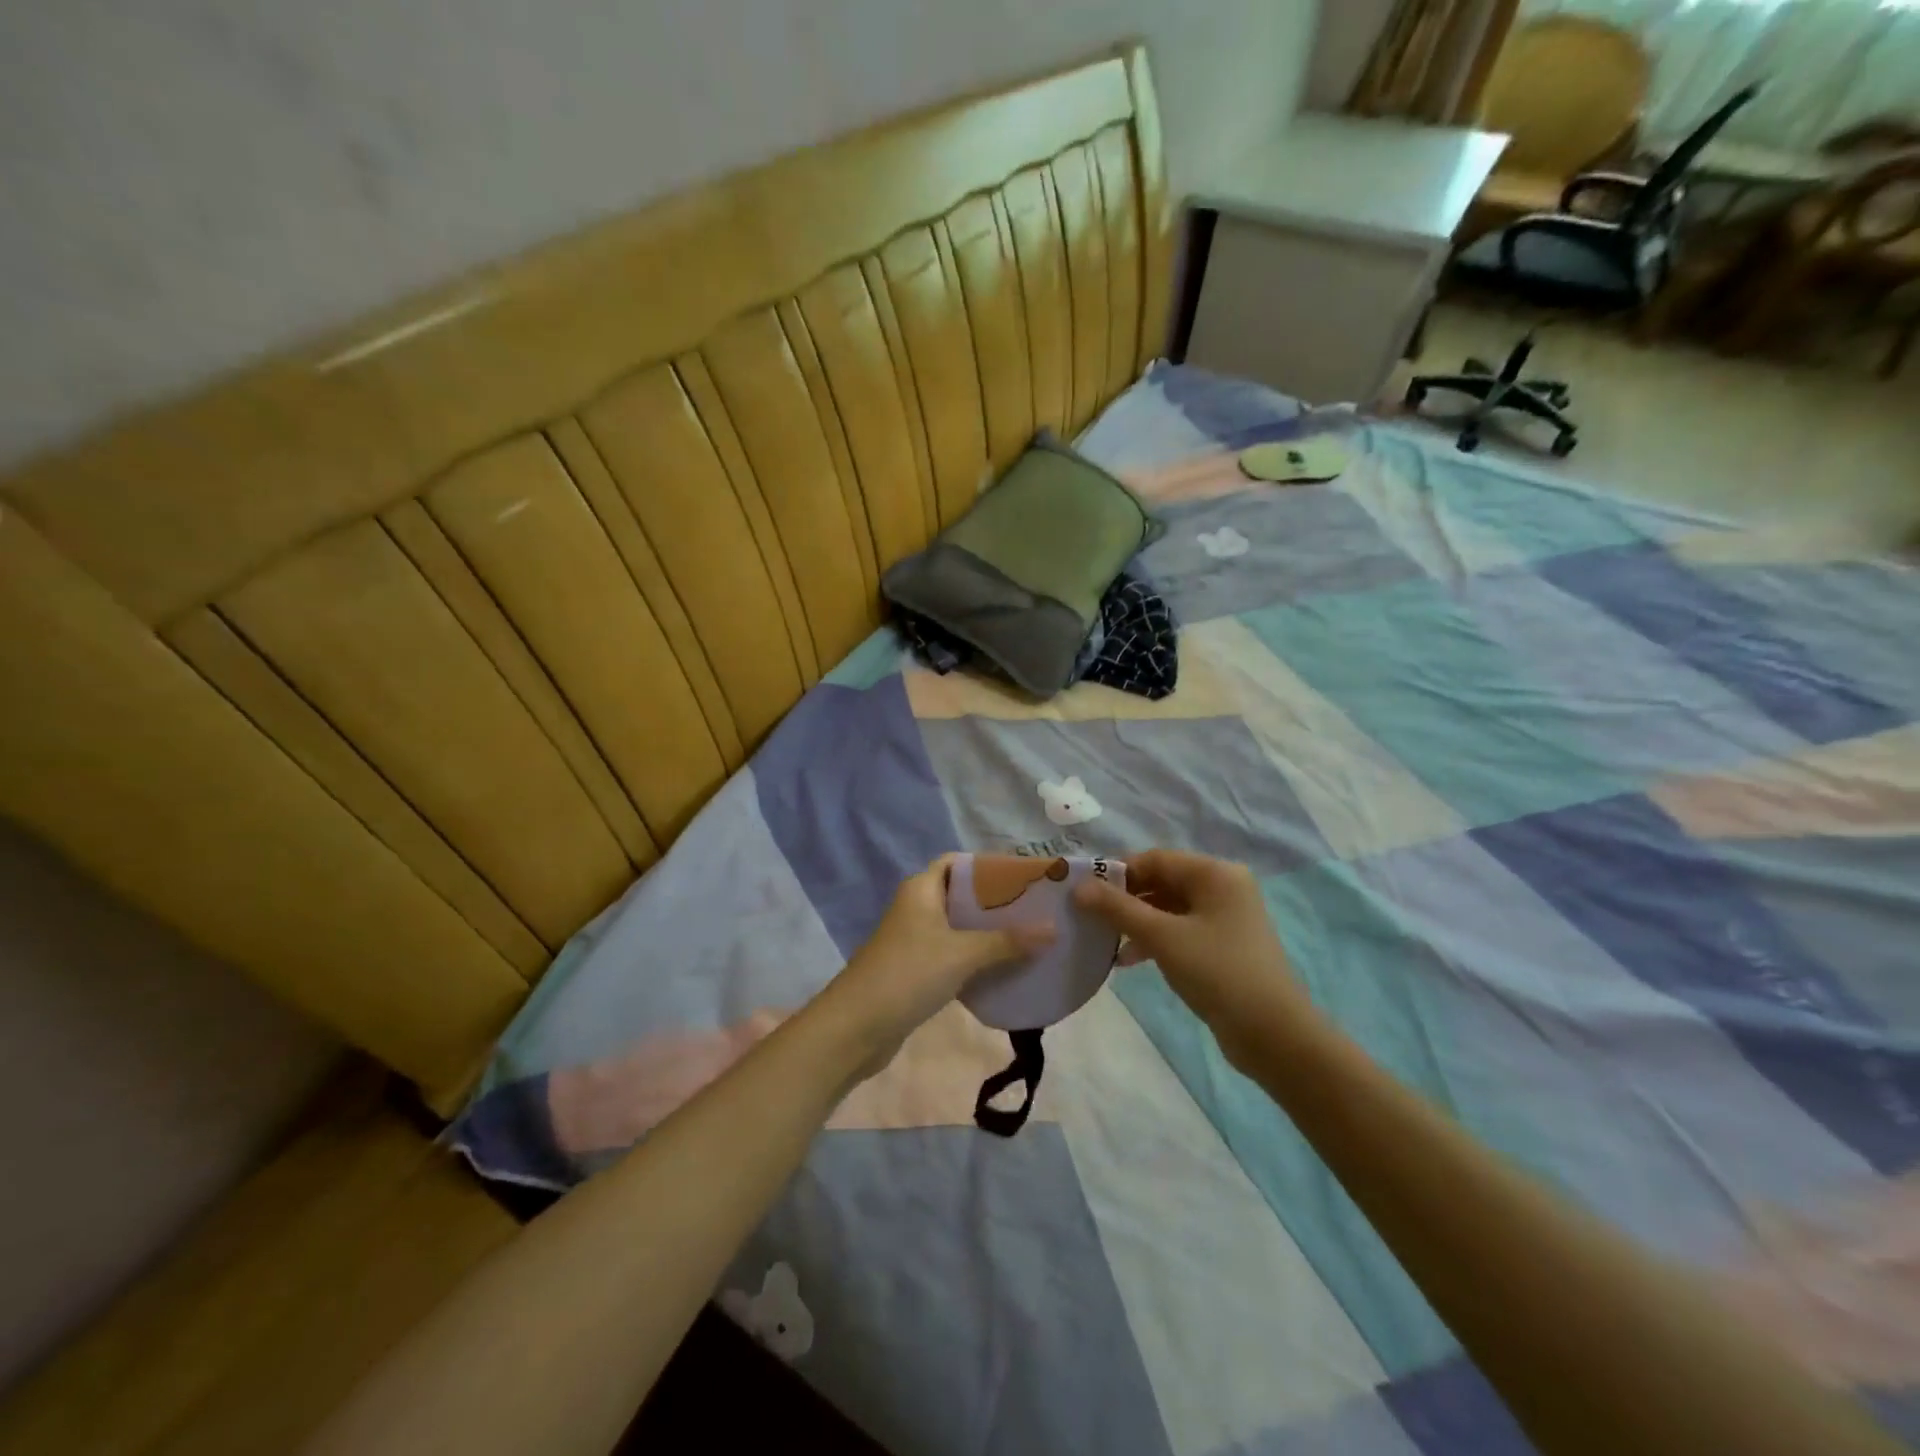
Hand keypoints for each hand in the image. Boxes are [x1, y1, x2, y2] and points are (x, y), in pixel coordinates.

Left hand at [813, 855, 1053, 1077]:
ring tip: (1031, 938)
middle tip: (1037, 910)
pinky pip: (953, 955)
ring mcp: (914, 941)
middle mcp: (917, 908)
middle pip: (962, 895)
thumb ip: (1007, 941)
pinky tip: (1005, 969)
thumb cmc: (907, 975)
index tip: (1025, 877)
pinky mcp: (916, 971)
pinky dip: (977, 959)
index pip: (958, 862)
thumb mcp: (962, 954)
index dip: (989, 866)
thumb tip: (1053, 928)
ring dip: (989, 933)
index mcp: (921, 889)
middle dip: (997, 902)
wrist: (855, 1028)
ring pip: (959, 928)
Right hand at [1074, 849, 1318, 1065]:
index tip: (1083, 892)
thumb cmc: (1218, 973)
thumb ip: (1118, 908)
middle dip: (1124, 899)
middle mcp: (1222, 887)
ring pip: (1168, 908)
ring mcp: (1225, 917)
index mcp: (1214, 873)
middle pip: (1161, 881)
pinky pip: (1179, 930)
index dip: (1116, 872)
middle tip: (1088, 917)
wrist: (1273, 1035)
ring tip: (1103, 941)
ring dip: (1135, 922)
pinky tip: (1128, 960)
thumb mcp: (1162, 937)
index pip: (1154, 859)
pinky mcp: (1223, 945)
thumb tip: (1078, 887)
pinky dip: (1154, 939)